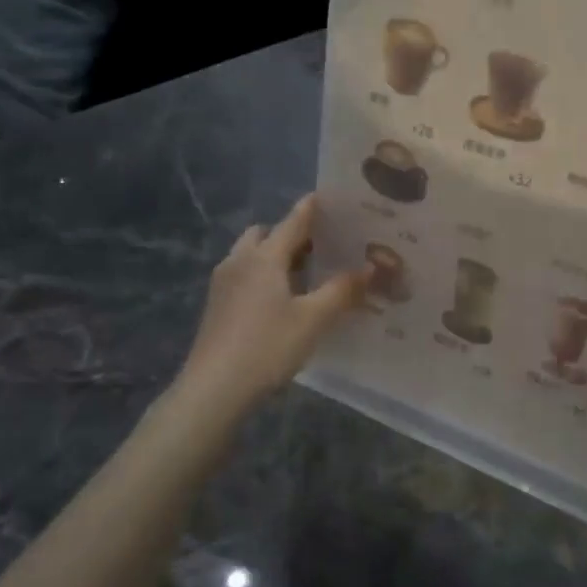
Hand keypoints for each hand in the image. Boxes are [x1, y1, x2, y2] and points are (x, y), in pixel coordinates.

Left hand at [179, 195, 368, 408]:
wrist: (214, 389)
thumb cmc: (267, 346)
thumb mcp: (313, 319)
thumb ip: (343, 290)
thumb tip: (372, 267)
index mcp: (263, 257)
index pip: (292, 222)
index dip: (311, 209)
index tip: (328, 197)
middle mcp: (239, 262)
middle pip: (265, 235)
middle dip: (290, 235)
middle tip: (320, 247)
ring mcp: (222, 285)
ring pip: (251, 256)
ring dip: (275, 257)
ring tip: (305, 274)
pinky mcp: (216, 307)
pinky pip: (244, 277)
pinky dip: (263, 276)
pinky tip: (281, 300)